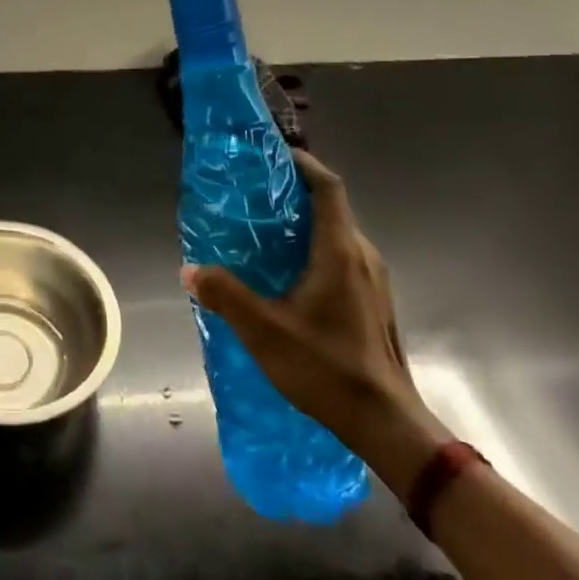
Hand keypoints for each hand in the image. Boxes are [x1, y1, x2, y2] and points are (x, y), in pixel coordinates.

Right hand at [182, 151, 448, 489]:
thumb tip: (190, 270)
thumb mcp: (265, 331)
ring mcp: (373, 280)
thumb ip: (225, 295)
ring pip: (336, 233)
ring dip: (303, 222)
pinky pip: (341, 256)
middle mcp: (362, 256)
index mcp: (340, 251)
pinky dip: (313, 247)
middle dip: (293, 192)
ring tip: (262, 229)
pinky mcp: (372, 301)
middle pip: (331, 206)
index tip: (272, 155)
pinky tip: (285, 272)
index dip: (303, 163)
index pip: (327, 187)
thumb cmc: (327, 368)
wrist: (388, 424)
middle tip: (252, 193)